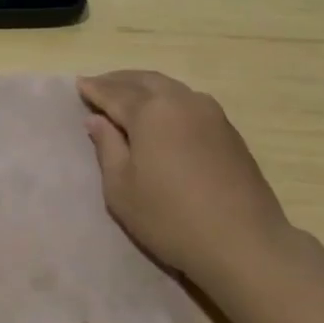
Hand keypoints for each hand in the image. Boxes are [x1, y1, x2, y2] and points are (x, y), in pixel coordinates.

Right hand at [77, 70, 289, 284]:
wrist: (244, 242)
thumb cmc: (170, 218)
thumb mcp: (122, 189)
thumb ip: (107, 147)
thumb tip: (97, 120)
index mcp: (150, 111)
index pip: (114, 93)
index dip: (95, 89)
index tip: (79, 83)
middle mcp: (181, 100)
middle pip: (144, 81)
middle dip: (119, 81)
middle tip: (100, 84)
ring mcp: (209, 112)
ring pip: (169, 87)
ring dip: (144, 86)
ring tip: (128, 95)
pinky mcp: (228, 129)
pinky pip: (188, 101)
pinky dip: (167, 99)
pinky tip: (162, 113)